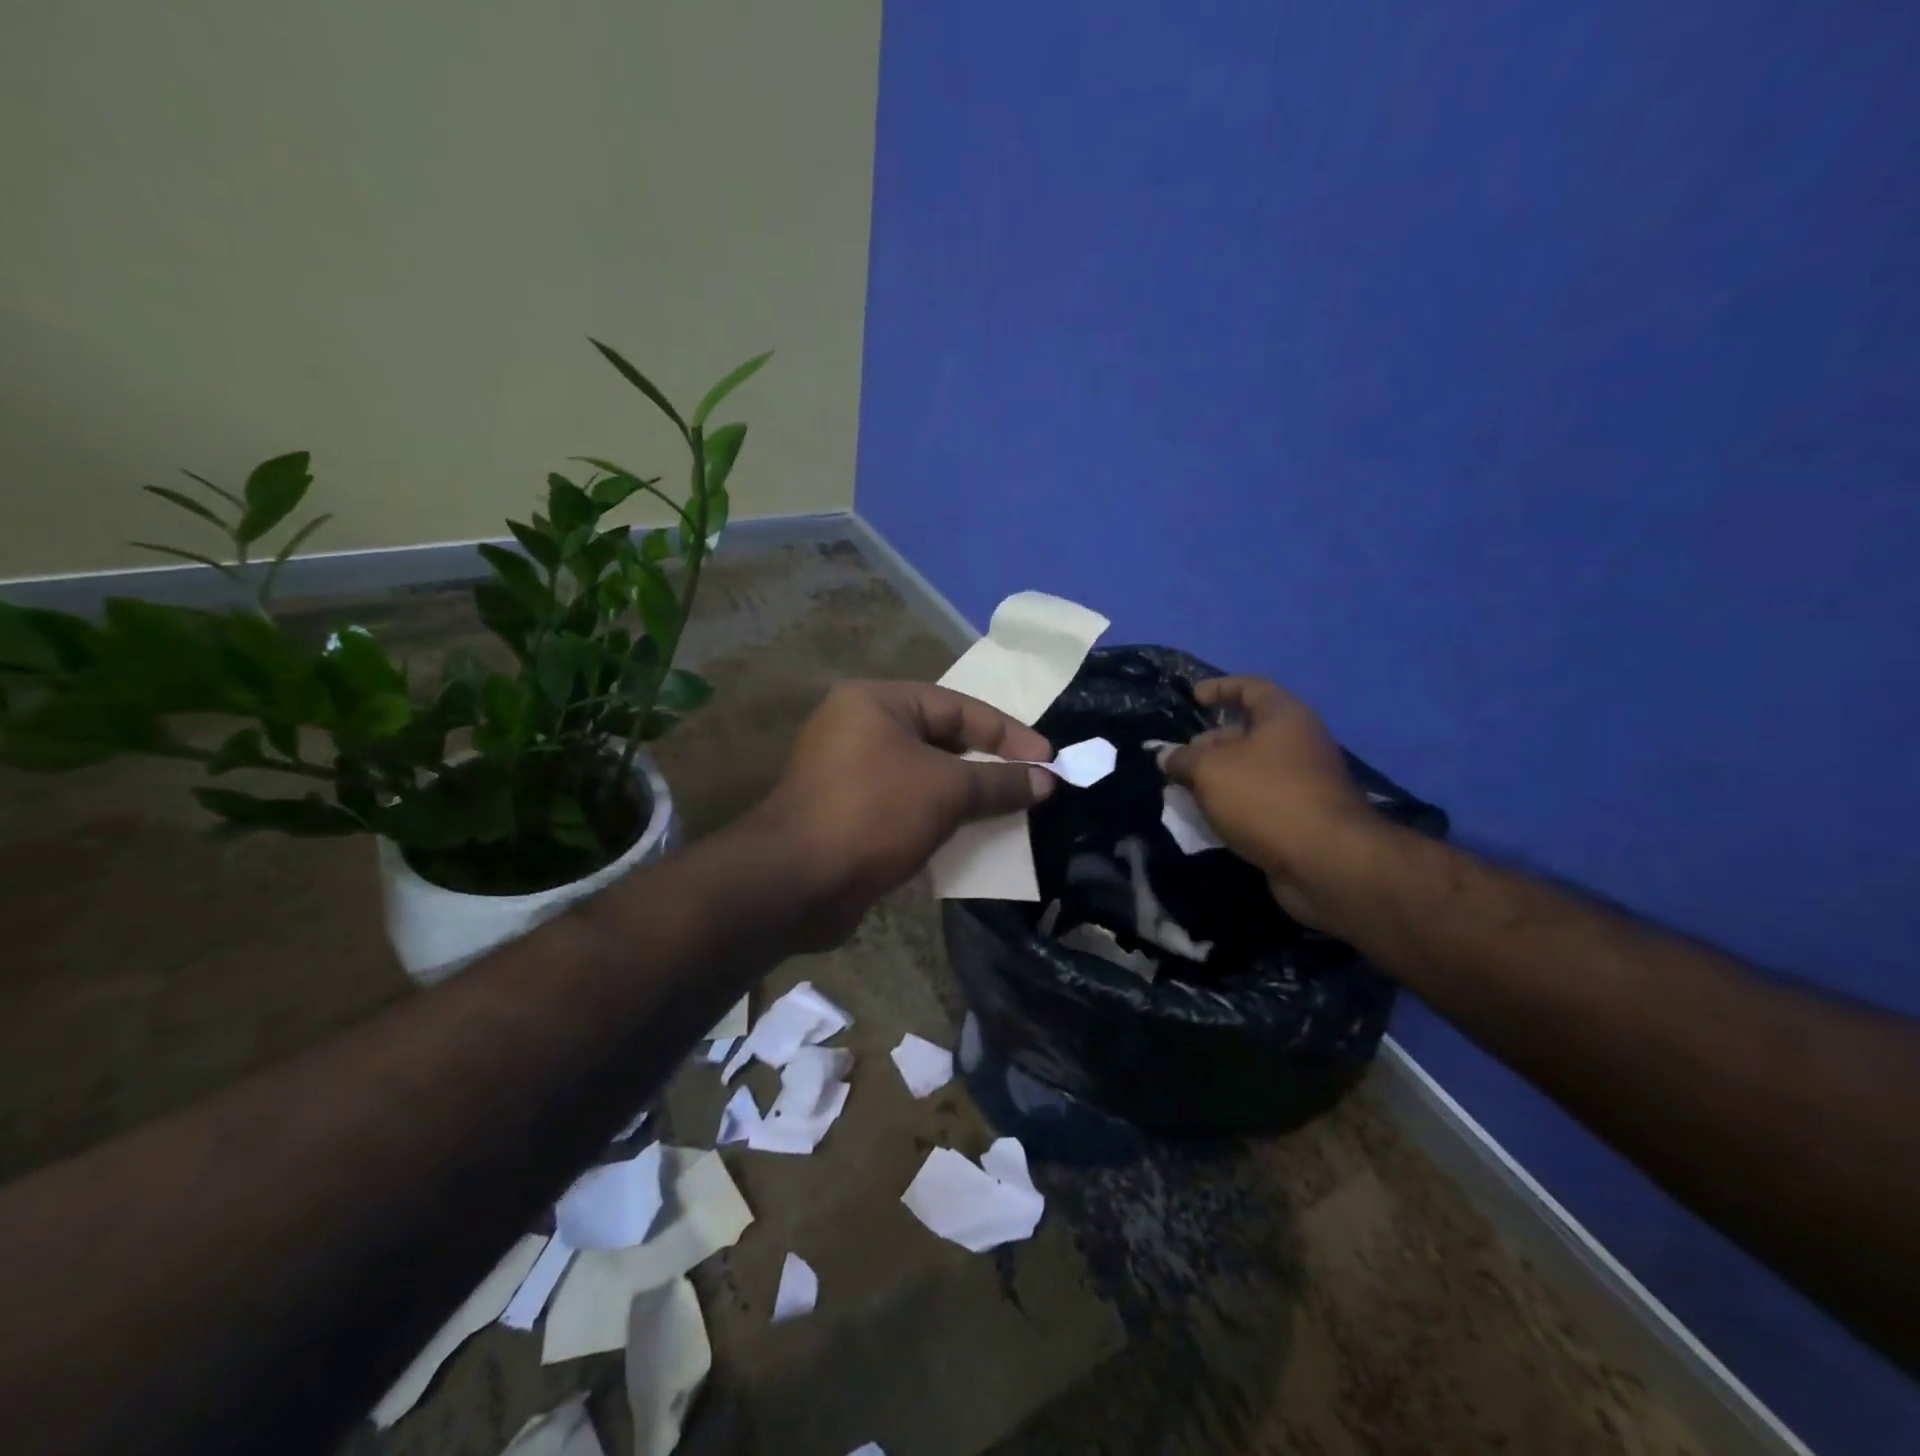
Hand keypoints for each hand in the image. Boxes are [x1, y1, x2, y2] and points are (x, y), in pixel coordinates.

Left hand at [750, 680, 1055, 944]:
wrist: (796, 882)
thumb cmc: (874, 813)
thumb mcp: (947, 790)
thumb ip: (1000, 781)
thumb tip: (1046, 780)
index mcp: (876, 701)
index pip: (957, 707)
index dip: (1007, 732)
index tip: (1048, 760)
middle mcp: (857, 727)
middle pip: (940, 738)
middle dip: (987, 763)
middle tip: (1031, 783)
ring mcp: (848, 771)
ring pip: (923, 774)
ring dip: (965, 793)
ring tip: (1009, 810)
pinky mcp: (847, 812)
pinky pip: (905, 803)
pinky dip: (938, 815)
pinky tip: (969, 834)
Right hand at [1163, 677, 1376, 926]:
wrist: (1324, 861)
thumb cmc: (1265, 797)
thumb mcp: (1210, 770)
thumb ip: (1183, 759)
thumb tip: (1168, 757)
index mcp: (1284, 717)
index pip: (1250, 687)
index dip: (1220, 688)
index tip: (1193, 697)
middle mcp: (1299, 743)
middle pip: (1249, 732)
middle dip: (1210, 743)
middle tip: (1179, 760)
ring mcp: (1304, 782)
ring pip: (1252, 770)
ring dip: (1219, 778)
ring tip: (1184, 792)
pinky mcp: (1302, 817)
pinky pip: (1260, 801)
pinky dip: (1234, 805)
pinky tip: (1208, 819)